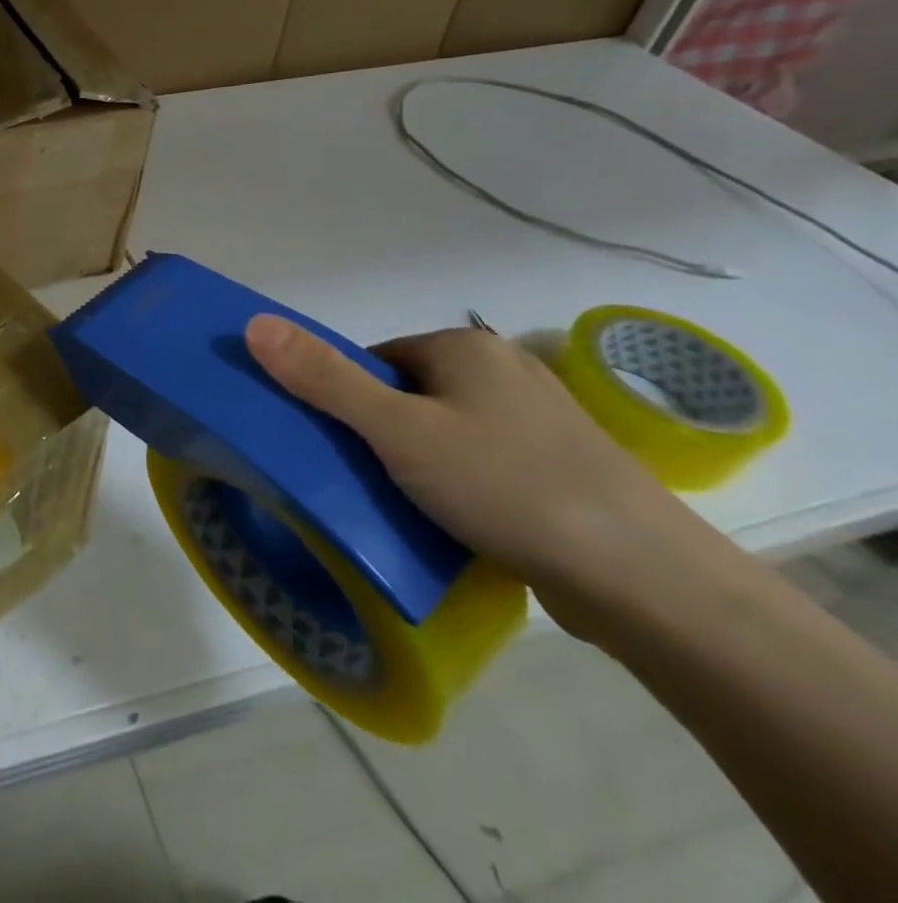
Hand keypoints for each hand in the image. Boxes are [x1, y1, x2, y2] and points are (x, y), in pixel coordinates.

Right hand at [243, 317, 699, 634]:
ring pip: (446, 431)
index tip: (340, 448)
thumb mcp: (397, 431)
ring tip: (410, 507)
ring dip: (420, 463)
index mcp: (464, 346)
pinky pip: (485, 463)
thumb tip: (255, 322)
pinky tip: (462, 524)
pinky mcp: (564, 468)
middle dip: (382, 434)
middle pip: (407, 394)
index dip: (345, 400)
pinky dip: (463, 486)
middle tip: (368, 480)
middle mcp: (504, 369)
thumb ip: (324, 379)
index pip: (373, 360)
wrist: (650, 583)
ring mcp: (541, 420)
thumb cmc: (507, 486)